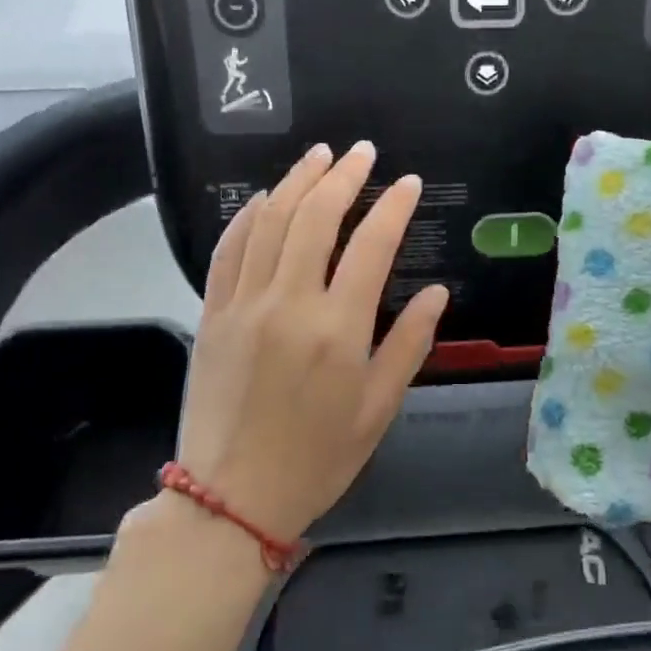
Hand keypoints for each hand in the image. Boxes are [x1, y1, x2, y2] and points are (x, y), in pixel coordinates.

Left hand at [167, 141, 449, 544]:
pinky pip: (228, 251)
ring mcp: (244, 305)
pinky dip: (247, 217)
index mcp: (338, 329)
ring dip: (296, 181)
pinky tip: (263, 199)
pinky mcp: (213, 314)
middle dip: (343, 176)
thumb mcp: (378, 408)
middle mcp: (289, 304)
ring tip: (319, 156)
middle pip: (315, 218)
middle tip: (363, 152)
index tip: (407, 184)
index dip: (393, 207)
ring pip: (270, 222)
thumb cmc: (318, 458)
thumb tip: (437, 292)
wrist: (232, 497)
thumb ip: (409, 344)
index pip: (371, 246)